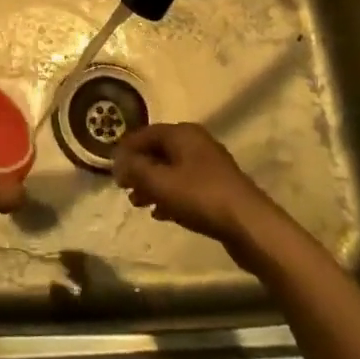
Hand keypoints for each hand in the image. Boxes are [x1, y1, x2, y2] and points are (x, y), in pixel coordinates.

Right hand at [112, 122, 277, 246]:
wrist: (248, 224)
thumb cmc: (200, 197)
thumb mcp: (160, 182)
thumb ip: (135, 169)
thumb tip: (118, 161)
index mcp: (182, 134)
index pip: (145, 134)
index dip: (126, 150)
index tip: (111, 169)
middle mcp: (196, 143)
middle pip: (159, 151)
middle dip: (139, 169)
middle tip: (123, 188)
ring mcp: (209, 165)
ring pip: (171, 169)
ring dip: (152, 184)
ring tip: (138, 203)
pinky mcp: (217, 187)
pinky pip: (185, 185)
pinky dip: (169, 195)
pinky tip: (161, 213)